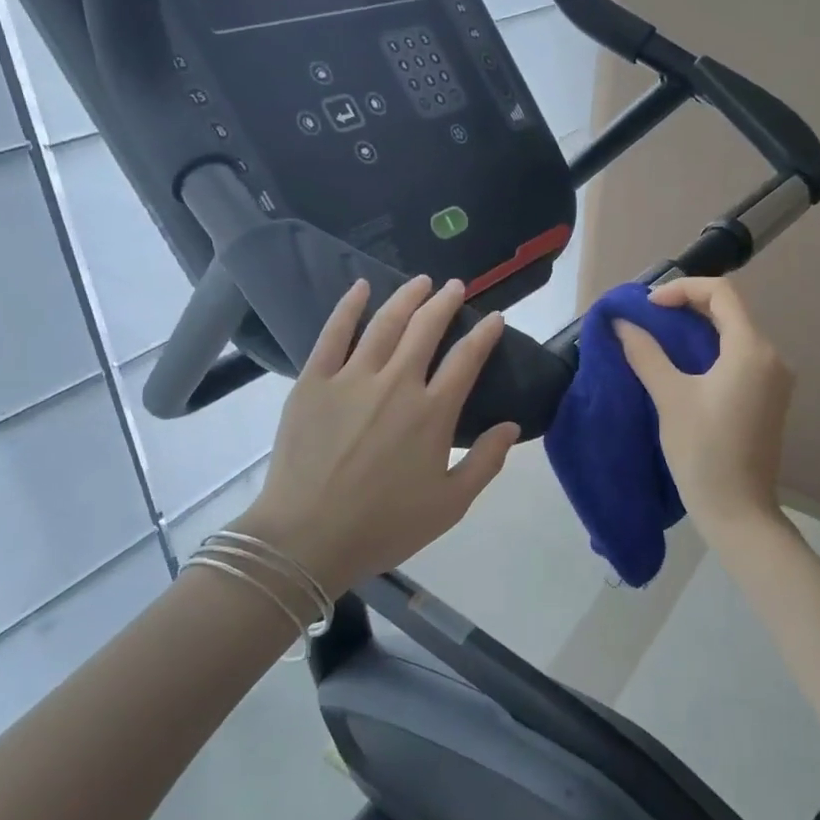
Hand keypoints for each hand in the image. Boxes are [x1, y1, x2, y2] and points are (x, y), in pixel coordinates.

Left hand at [234, 276, 519, 596]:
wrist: (307, 538)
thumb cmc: (384, 525)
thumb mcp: (450, 505)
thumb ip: (486, 462)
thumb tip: (512, 425)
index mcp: (433, 413)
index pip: (467, 359)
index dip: (485, 334)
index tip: (495, 319)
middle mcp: (397, 384)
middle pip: (426, 329)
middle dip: (445, 303)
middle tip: (455, 287)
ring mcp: (351, 378)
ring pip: (385, 323)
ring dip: (407, 297)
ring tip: (421, 282)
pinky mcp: (313, 382)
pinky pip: (333, 333)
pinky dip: (349, 307)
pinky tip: (361, 288)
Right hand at [614, 277, 794, 540]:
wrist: (737, 510)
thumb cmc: (702, 451)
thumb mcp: (669, 397)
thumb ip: (646, 352)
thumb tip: (621, 322)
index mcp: (752, 349)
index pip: (721, 293)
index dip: (682, 289)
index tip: (648, 307)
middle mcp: (772, 356)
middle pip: (730, 311)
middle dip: (688, 307)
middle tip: (649, 318)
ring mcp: (775, 379)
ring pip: (736, 335)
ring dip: (699, 329)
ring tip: (660, 339)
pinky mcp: (770, 399)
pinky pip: (741, 358)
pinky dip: (712, 351)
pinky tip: (685, 365)